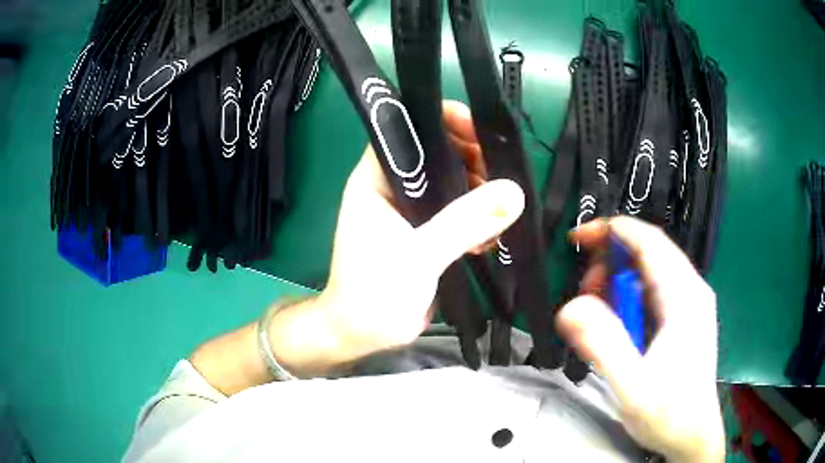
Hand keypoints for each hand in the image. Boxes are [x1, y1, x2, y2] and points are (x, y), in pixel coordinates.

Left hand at [317, 100, 524, 357]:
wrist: (364, 334)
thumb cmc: (374, 293)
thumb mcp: (419, 256)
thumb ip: (464, 223)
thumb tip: (513, 193)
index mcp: (377, 179)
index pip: (409, 130)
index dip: (444, 122)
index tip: (481, 131)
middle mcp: (395, 187)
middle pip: (438, 153)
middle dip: (472, 159)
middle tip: (501, 177)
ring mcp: (413, 210)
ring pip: (453, 182)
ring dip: (480, 191)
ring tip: (501, 211)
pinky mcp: (428, 232)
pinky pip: (459, 211)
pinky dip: (477, 217)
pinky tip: (492, 236)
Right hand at [557, 217, 724, 462]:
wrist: (692, 435)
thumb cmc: (669, 414)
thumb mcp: (634, 386)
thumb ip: (604, 346)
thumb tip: (570, 308)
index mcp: (684, 297)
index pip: (648, 241)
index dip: (611, 231)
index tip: (577, 238)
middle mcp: (690, 290)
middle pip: (647, 252)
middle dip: (609, 262)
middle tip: (584, 294)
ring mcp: (688, 303)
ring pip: (648, 271)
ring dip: (617, 282)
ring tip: (597, 314)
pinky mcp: (682, 317)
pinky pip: (651, 290)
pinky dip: (627, 298)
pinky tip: (617, 324)